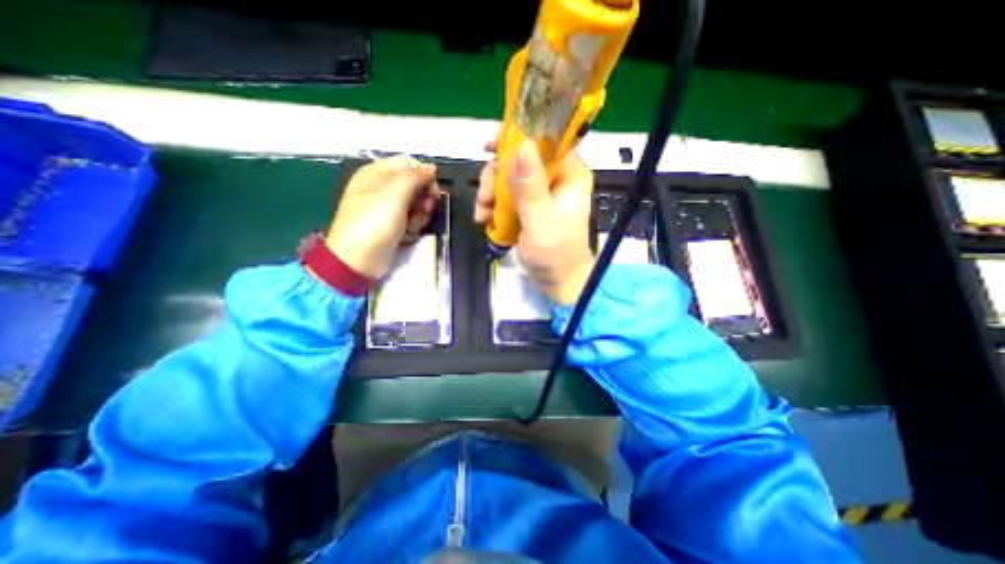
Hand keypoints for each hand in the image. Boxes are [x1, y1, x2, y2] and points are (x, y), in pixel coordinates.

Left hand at [330, 154, 440, 276]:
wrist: (359, 260)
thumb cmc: (374, 223)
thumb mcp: (394, 195)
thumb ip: (414, 177)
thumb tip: (432, 168)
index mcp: (377, 173)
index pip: (409, 164)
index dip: (424, 175)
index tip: (433, 192)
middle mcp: (382, 187)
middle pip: (415, 184)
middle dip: (423, 198)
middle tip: (424, 210)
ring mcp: (387, 208)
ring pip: (416, 203)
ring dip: (420, 215)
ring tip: (411, 226)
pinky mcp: (393, 224)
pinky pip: (412, 219)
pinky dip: (413, 226)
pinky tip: (407, 234)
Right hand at [476, 138, 590, 306]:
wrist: (557, 282)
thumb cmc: (555, 255)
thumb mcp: (541, 221)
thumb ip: (530, 186)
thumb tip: (522, 144)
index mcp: (568, 175)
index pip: (545, 141)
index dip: (517, 138)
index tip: (491, 148)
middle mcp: (554, 179)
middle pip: (518, 159)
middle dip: (496, 177)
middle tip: (486, 198)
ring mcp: (539, 194)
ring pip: (507, 178)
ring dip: (490, 194)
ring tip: (483, 214)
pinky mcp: (527, 207)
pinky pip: (504, 197)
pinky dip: (492, 207)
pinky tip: (485, 221)